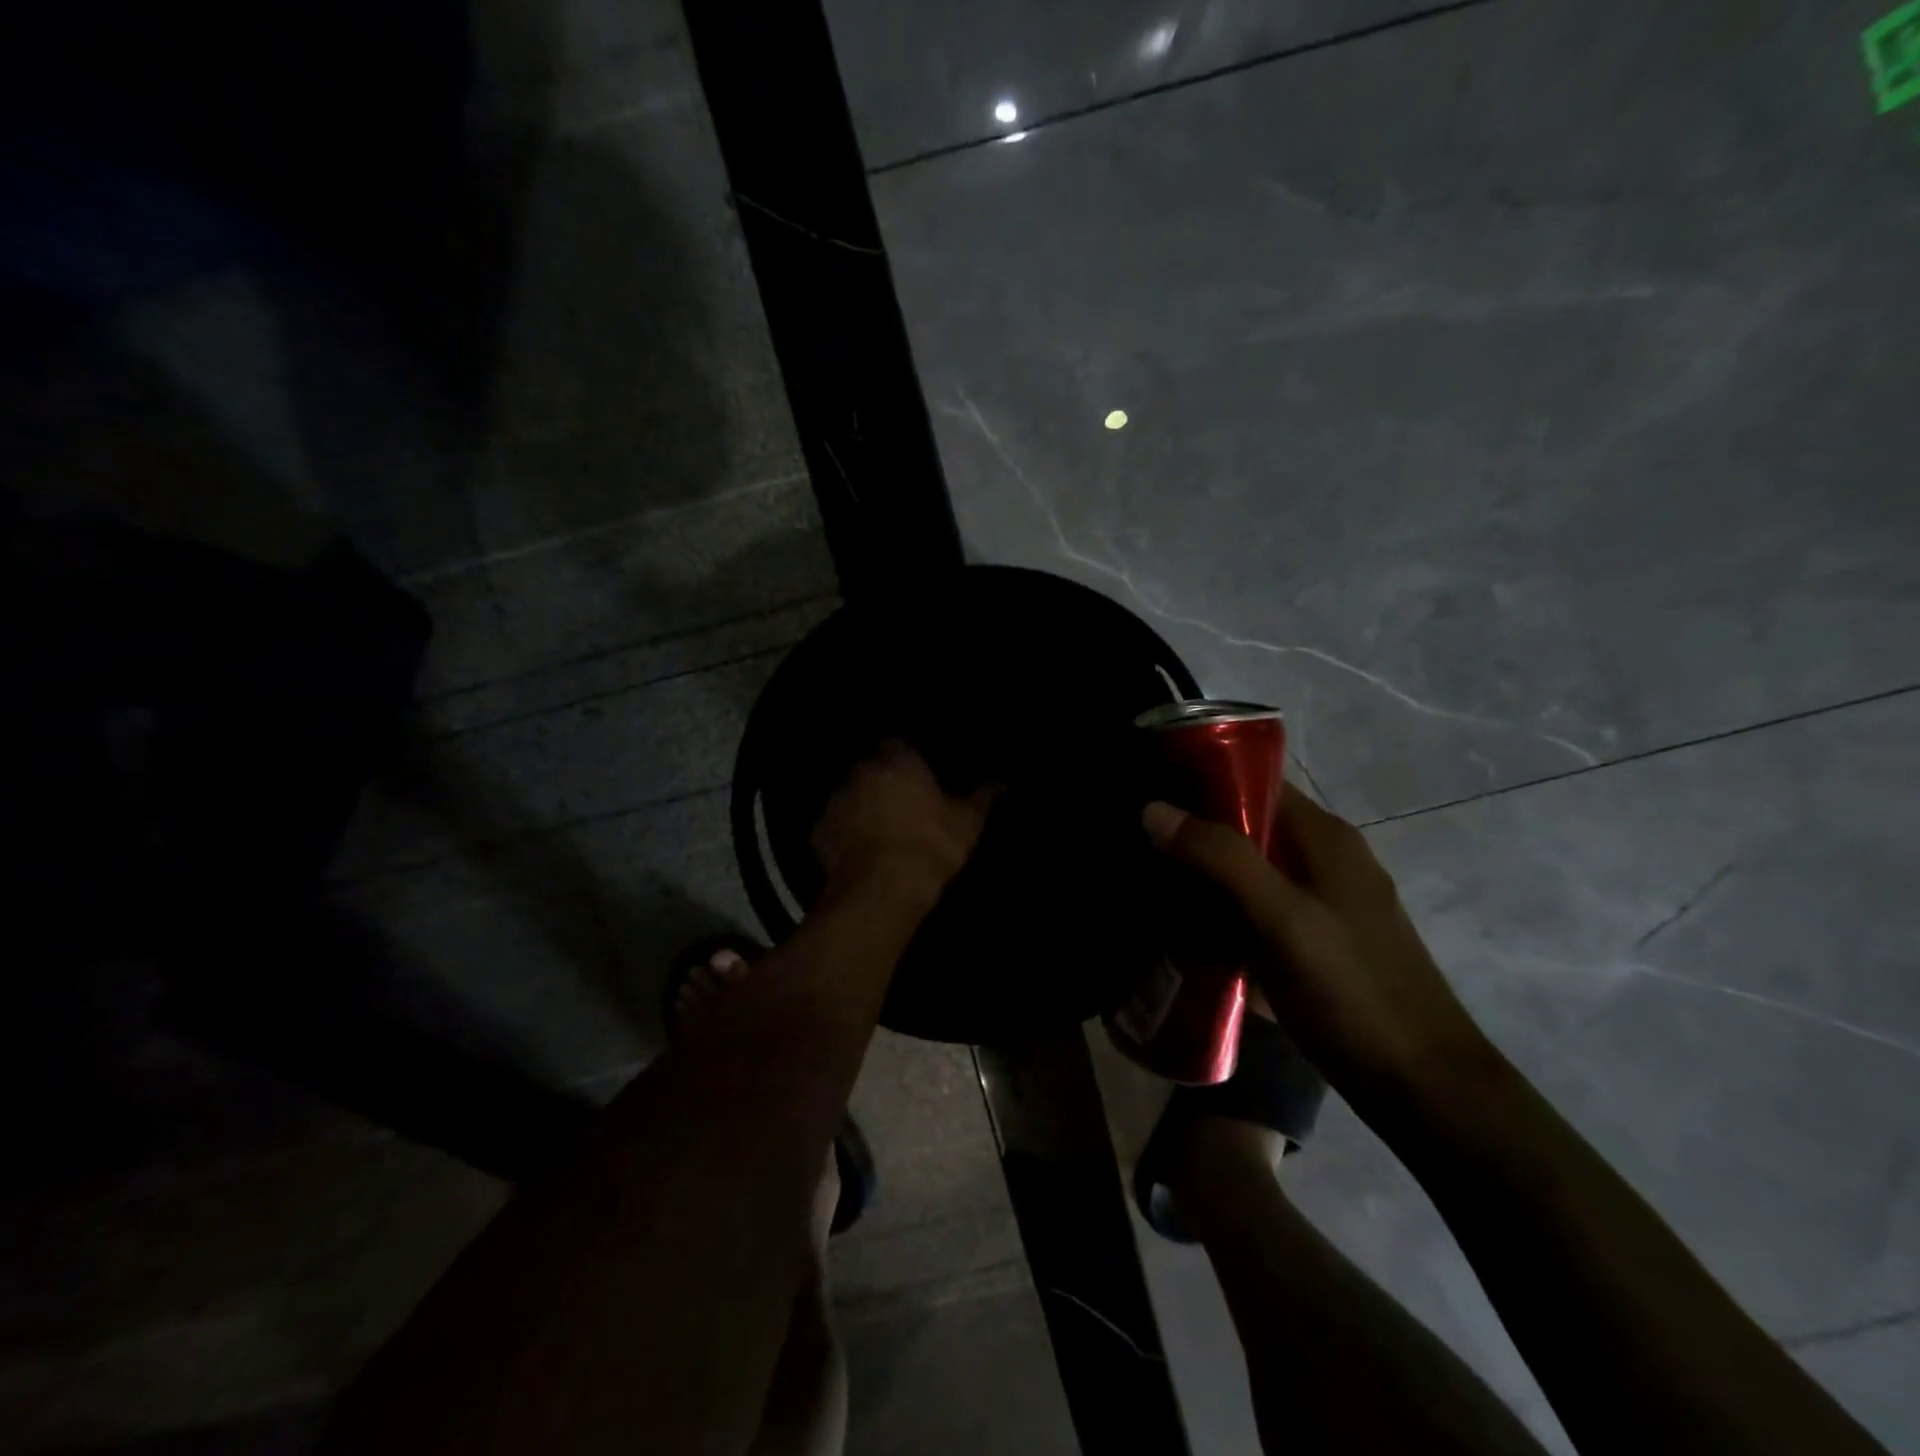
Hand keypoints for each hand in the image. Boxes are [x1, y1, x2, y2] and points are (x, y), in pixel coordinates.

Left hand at [813, 741, 995, 901]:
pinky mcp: (817, 831)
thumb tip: (1000, 782)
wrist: (881, 890)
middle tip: (901, 805)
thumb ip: (982, 798)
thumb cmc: (931, 847)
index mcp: (898, 761)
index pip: (899, 745)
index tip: (919, 780)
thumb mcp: (968, 824)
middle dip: (882, 782)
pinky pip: (833, 825)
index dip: (909, 762)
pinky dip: (843, 833)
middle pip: (871, 769)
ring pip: (849, 795)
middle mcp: (861, 771)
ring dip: (860, 806)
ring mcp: (835, 800)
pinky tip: (857, 851)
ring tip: (878, 830)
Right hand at [1143, 790, 1491, 1106]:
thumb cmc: (1351, 990)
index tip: (1148, 795)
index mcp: (1324, 838)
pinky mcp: (1314, 944)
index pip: (1255, 783)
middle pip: (1248, 829)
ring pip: (1249, 874)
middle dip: (1194, 836)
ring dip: (1204, 879)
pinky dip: (1223, 916)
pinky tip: (1187, 934)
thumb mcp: (1281, 919)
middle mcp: (1325, 861)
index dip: (1201, 782)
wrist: (1421, 1087)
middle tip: (1138, 850)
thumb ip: (1221, 859)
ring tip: (1149, 889)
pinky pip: (1256, 913)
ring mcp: (1323, 905)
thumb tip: (1154, 808)